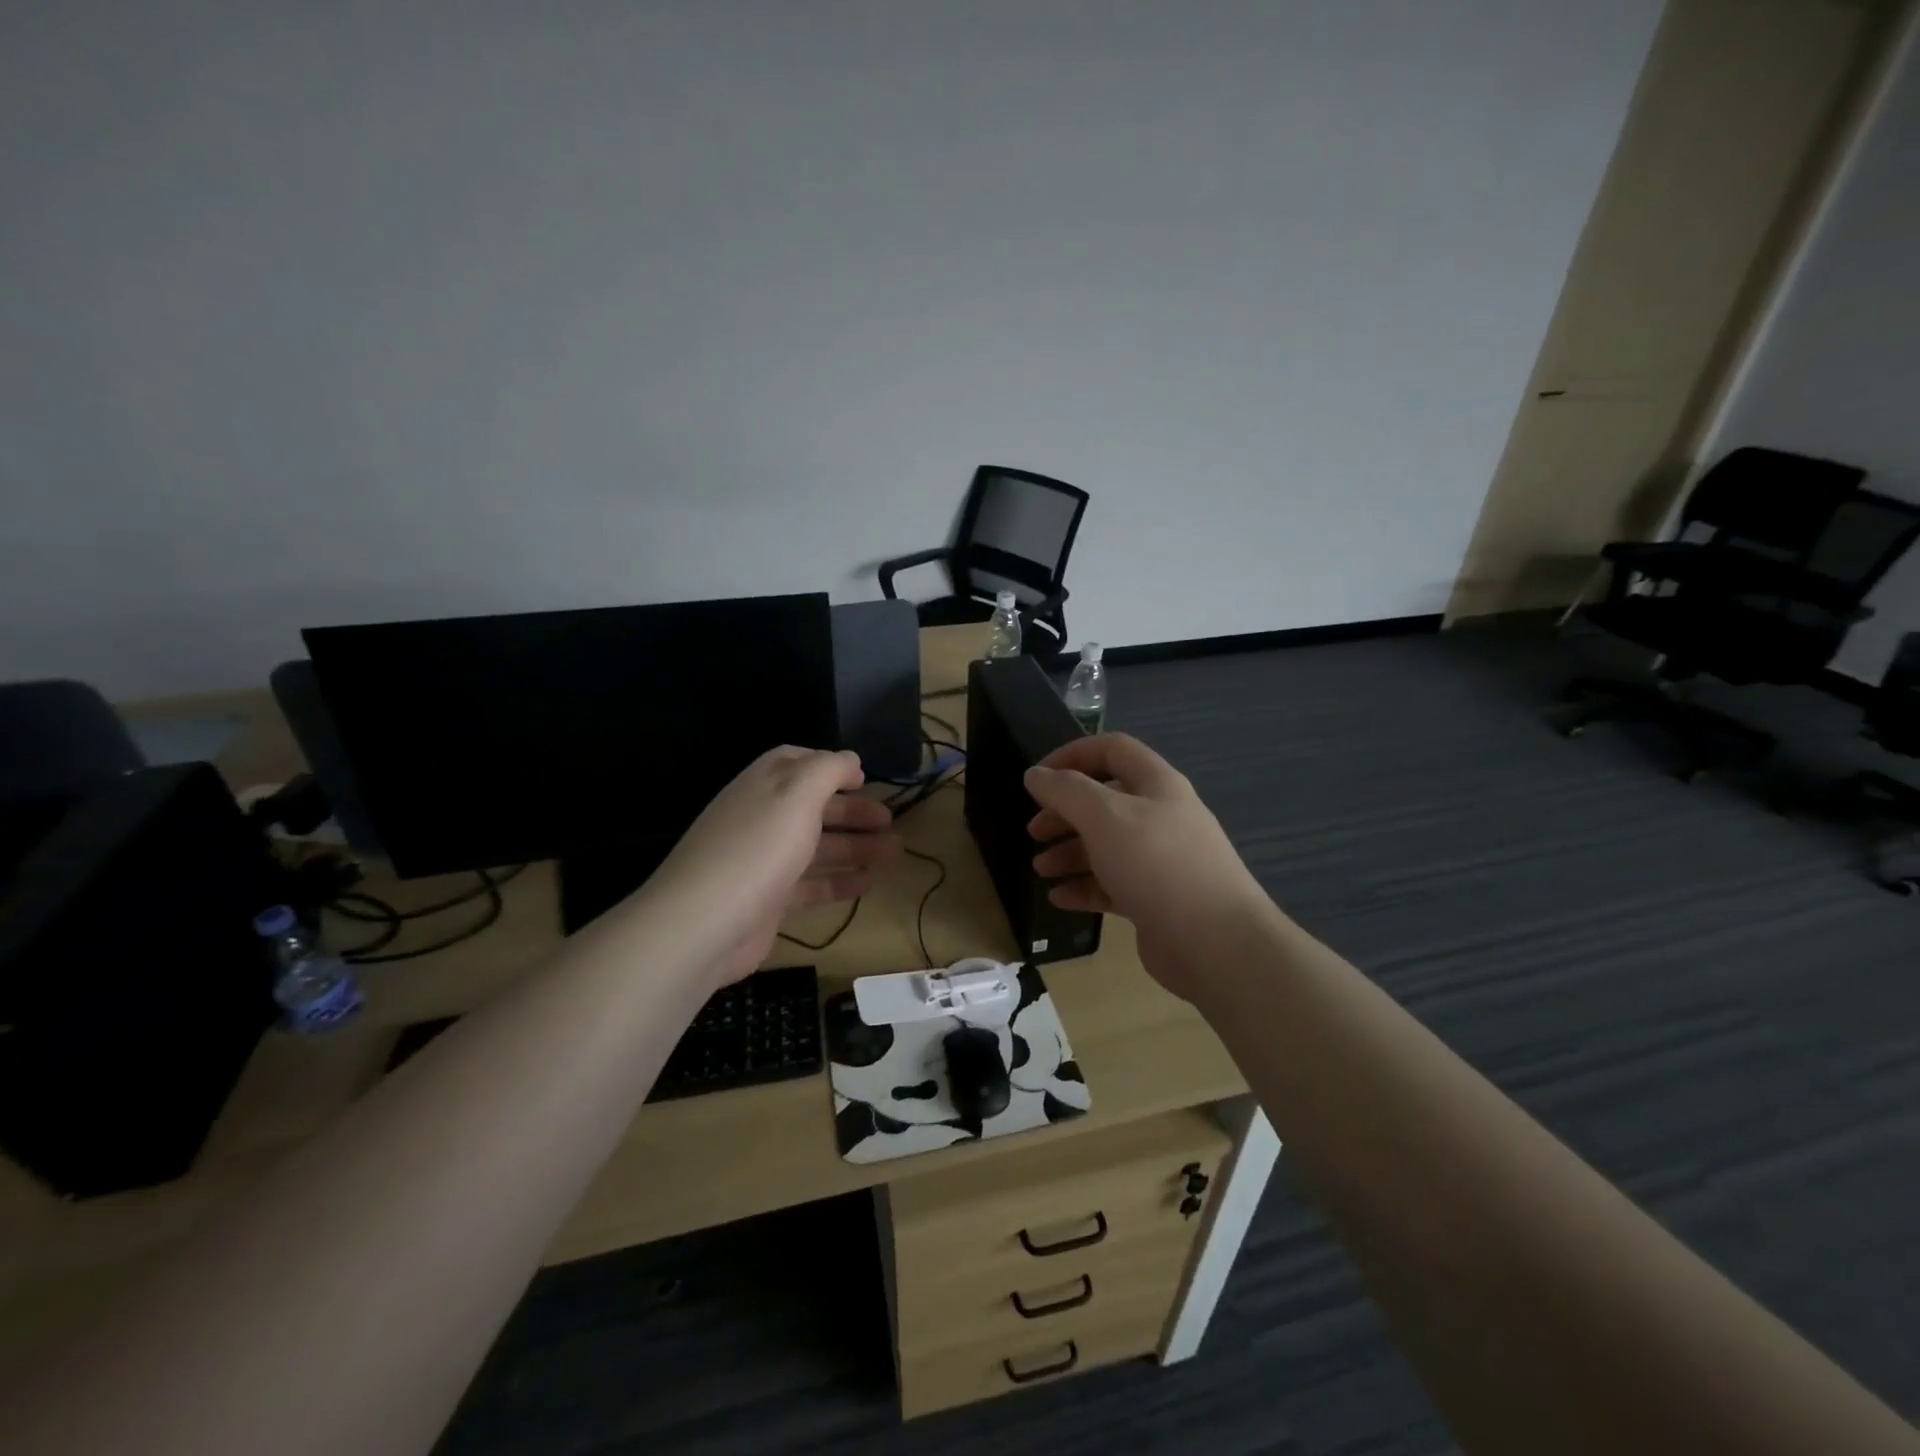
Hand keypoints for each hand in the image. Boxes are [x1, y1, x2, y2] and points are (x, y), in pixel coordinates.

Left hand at [647, 747, 899, 988]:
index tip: (864, 778)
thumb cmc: (757, 848)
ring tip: (894, 851)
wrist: (703, 924)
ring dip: (856, 846)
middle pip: (813, 807)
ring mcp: (764, 861)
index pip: (795, 762)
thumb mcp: (797, 794)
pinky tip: (871, 882)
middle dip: (853, 811)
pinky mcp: (769, 901)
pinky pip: (813, 885)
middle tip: (889, 820)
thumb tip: (850, 759)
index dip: (830, 766)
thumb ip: (827, 769)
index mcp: (763, 785)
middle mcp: (762, 818)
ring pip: (817, 847)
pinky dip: (842, 881)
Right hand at [1025, 733, 1273, 999]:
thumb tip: (1035, 774)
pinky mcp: (1156, 899)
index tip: (1037, 778)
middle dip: (1064, 812)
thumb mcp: (1104, 816)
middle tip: (1034, 831)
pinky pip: (1113, 884)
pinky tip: (1059, 898)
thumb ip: (1065, 791)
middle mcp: (1161, 816)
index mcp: (1156, 784)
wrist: (1216, 943)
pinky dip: (1084, 887)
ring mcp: (1160, 860)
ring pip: (1106, 845)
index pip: (1112, 750)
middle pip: (1105, 801)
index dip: (1072, 755)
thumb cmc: (1157, 865)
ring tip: (1041, 869)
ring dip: (1070, 852)